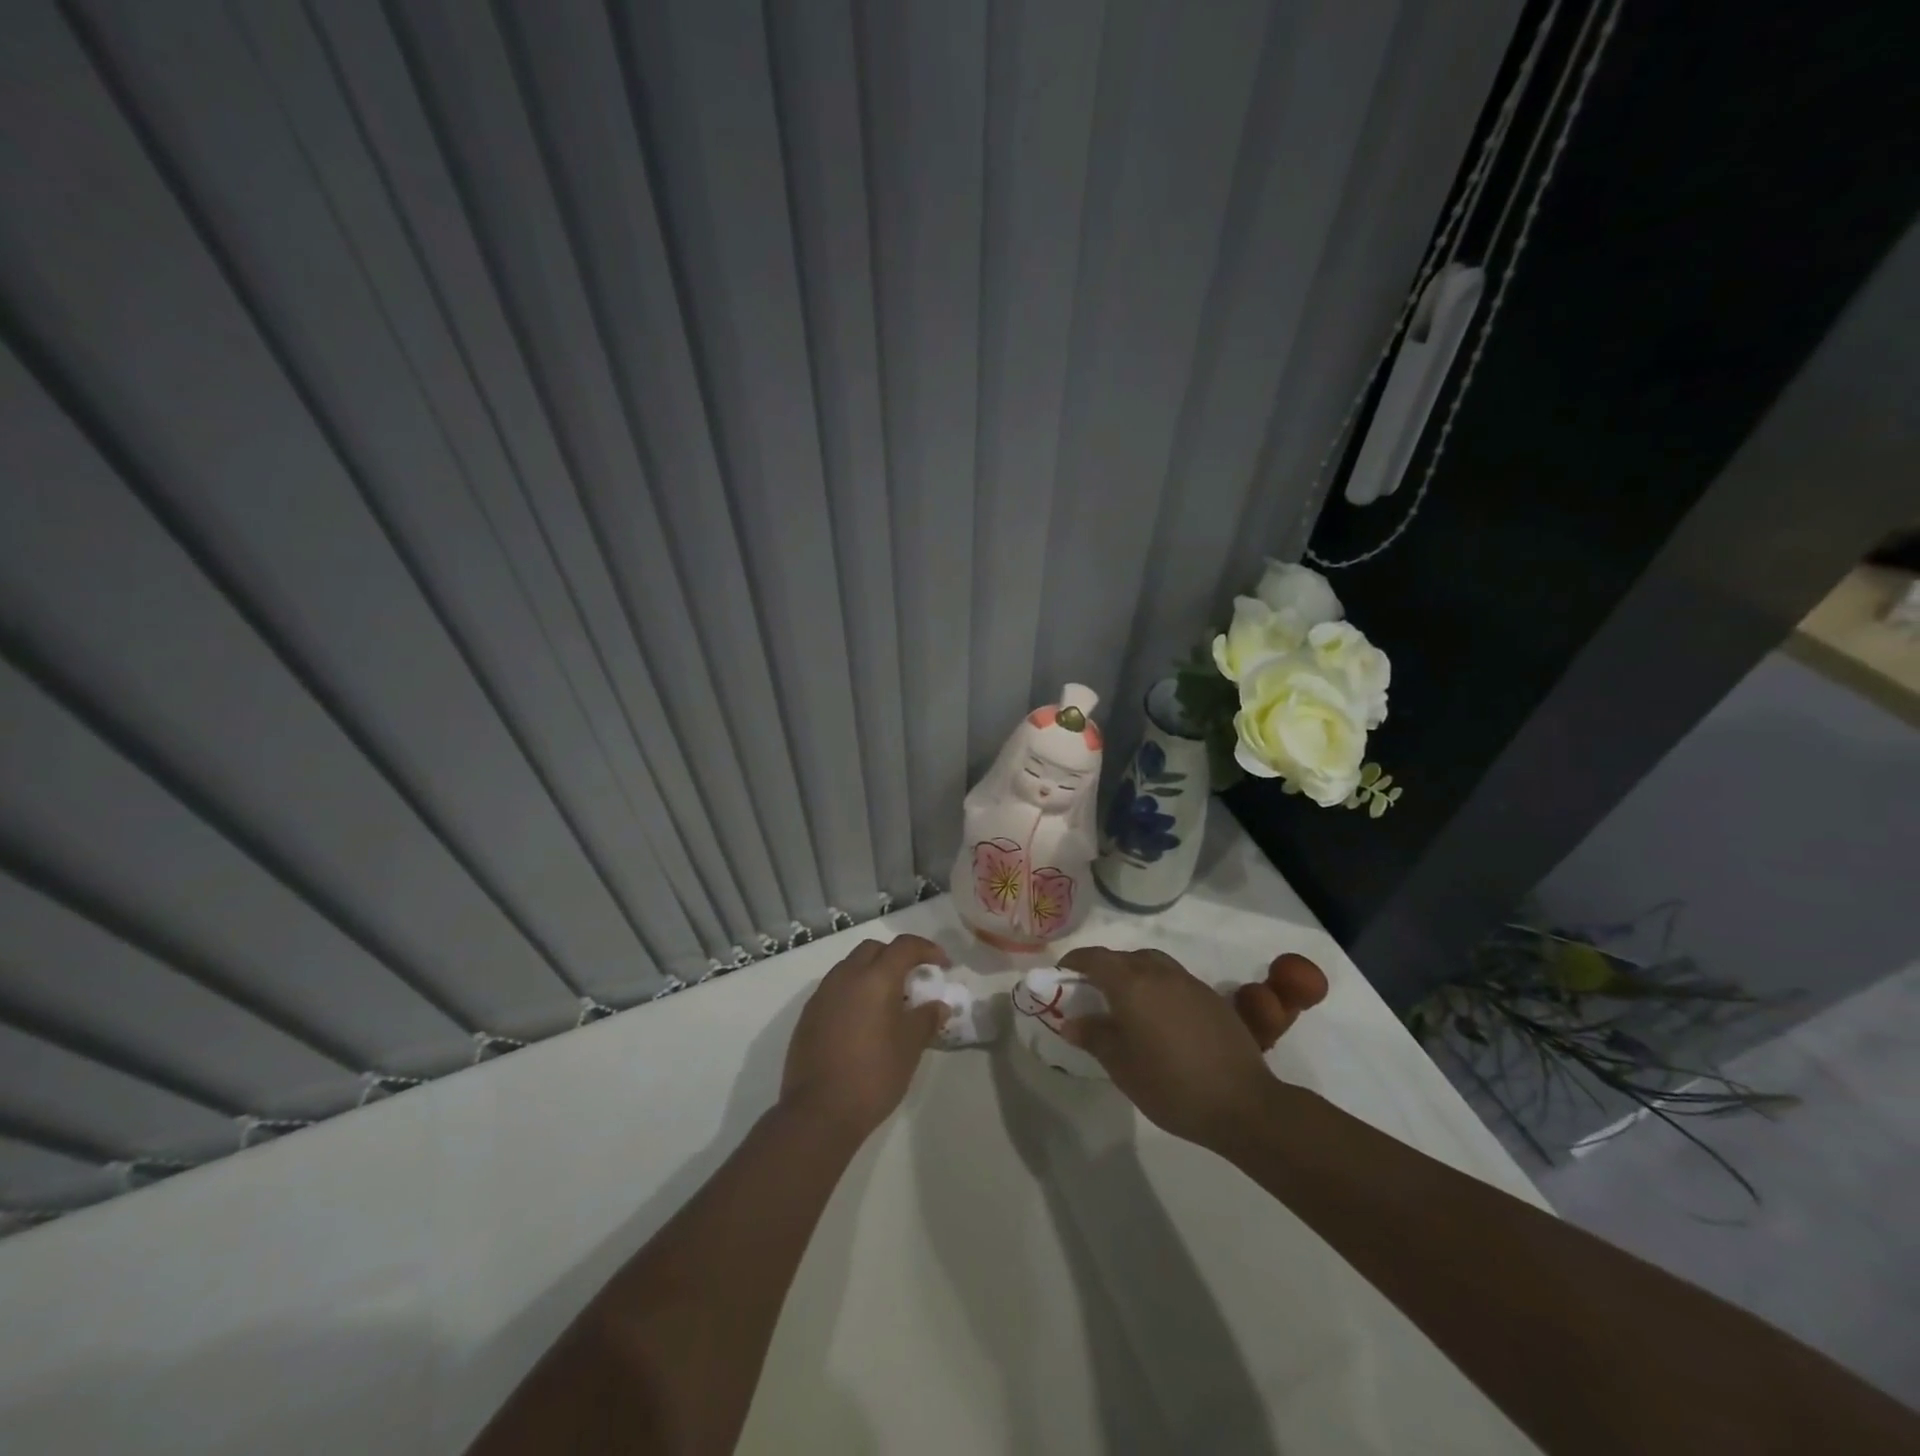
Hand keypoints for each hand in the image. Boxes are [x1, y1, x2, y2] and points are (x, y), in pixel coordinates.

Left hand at [779, 935, 950, 1140]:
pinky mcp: (808, 1015)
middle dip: (896, 956)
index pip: (904, 946)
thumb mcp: (910, 1047)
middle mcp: (846, 976)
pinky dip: (853, 991)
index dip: (926, 949)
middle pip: (873, 949)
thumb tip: (938, 1005)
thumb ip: (926, 1019)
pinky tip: (863, 1019)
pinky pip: (835, 988)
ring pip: (851, 966)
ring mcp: (822, 994)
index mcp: (875, 978)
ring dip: (872, 973)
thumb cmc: (874, 1075)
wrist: (819, 1112)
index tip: (942, 963)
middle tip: (913, 978)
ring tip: (888, 1001)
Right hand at [1057, 946, 1282, 1152]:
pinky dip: (1158, 986)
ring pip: (1152, 964)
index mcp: (1132, 984)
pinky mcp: (1212, 997)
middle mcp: (1159, 972)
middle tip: (1091, 994)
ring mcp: (1189, 983)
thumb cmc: (1171, 1085)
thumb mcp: (1121, 1066)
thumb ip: (1094, 1036)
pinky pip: (1174, 980)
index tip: (1062, 975)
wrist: (1242, 1103)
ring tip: (1126, 1003)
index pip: (1095, 958)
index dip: (1074, 962)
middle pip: (1124, 958)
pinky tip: (1160, 1018)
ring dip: (1133, 973)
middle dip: (1103, 969)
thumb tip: (1071, 1021)